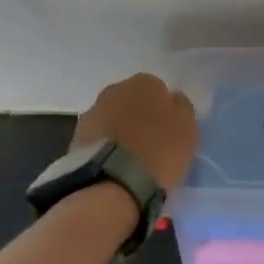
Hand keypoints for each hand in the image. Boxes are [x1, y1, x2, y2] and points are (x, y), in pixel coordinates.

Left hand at [71, 73, 198, 191]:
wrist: (112, 181)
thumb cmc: (159, 151)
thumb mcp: (187, 129)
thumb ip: (181, 108)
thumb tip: (173, 99)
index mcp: (145, 82)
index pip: (158, 90)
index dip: (164, 111)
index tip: (168, 131)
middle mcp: (115, 89)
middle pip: (132, 102)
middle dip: (139, 118)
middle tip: (150, 144)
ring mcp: (92, 112)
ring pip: (113, 119)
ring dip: (120, 132)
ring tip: (130, 160)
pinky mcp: (75, 136)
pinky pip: (98, 138)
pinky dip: (106, 147)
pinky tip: (114, 166)